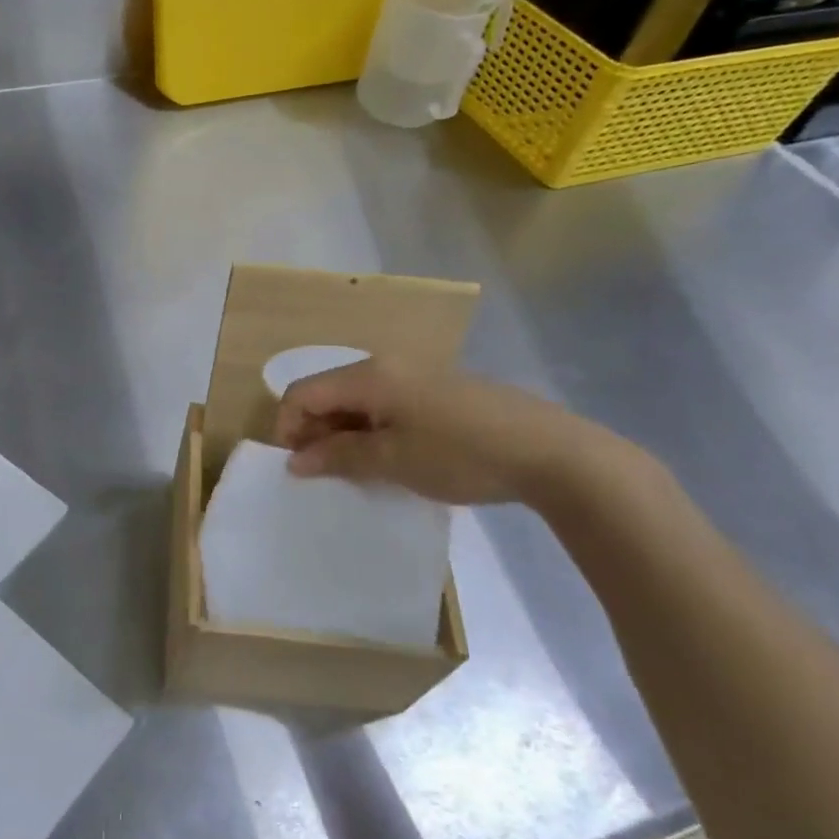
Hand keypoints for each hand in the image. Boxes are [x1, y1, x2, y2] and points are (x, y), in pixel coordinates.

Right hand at [273, 360, 598, 505]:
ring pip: (358, 399)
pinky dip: (373, 428)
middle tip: (326, 473)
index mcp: (369, 375)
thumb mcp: (392, 461)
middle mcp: (386, 365)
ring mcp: (415, 374)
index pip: (303, 392)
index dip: (288, 428)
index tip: (298, 468)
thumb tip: (295, 460)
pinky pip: (386, 403)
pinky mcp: (438, 389)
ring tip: (359, 470)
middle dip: (315, 431)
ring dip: (345, 432)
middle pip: (328, 392)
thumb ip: (337, 457)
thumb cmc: (460, 454)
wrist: (549, 451)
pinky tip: (393, 457)